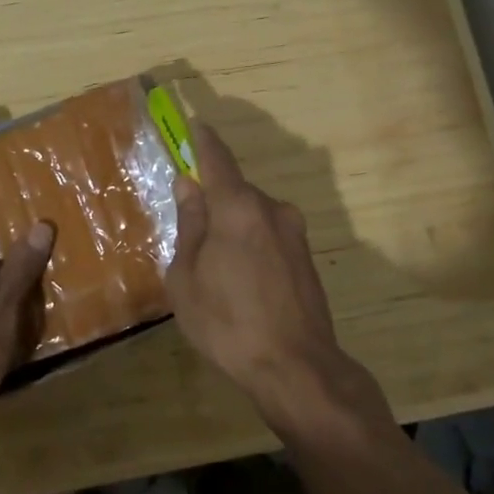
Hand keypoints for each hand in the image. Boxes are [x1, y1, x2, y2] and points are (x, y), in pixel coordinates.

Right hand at [165, 120, 375, 429]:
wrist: (296, 368)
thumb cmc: (227, 322)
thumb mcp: (187, 276)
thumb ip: (189, 224)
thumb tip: (188, 186)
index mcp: (238, 208)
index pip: (218, 159)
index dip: (203, 141)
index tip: (195, 125)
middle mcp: (271, 209)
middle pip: (236, 191)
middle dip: (214, 201)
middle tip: (192, 229)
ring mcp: (294, 233)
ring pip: (253, 216)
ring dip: (234, 227)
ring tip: (216, 269)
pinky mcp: (306, 257)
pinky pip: (269, 236)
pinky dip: (252, 244)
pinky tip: (242, 282)